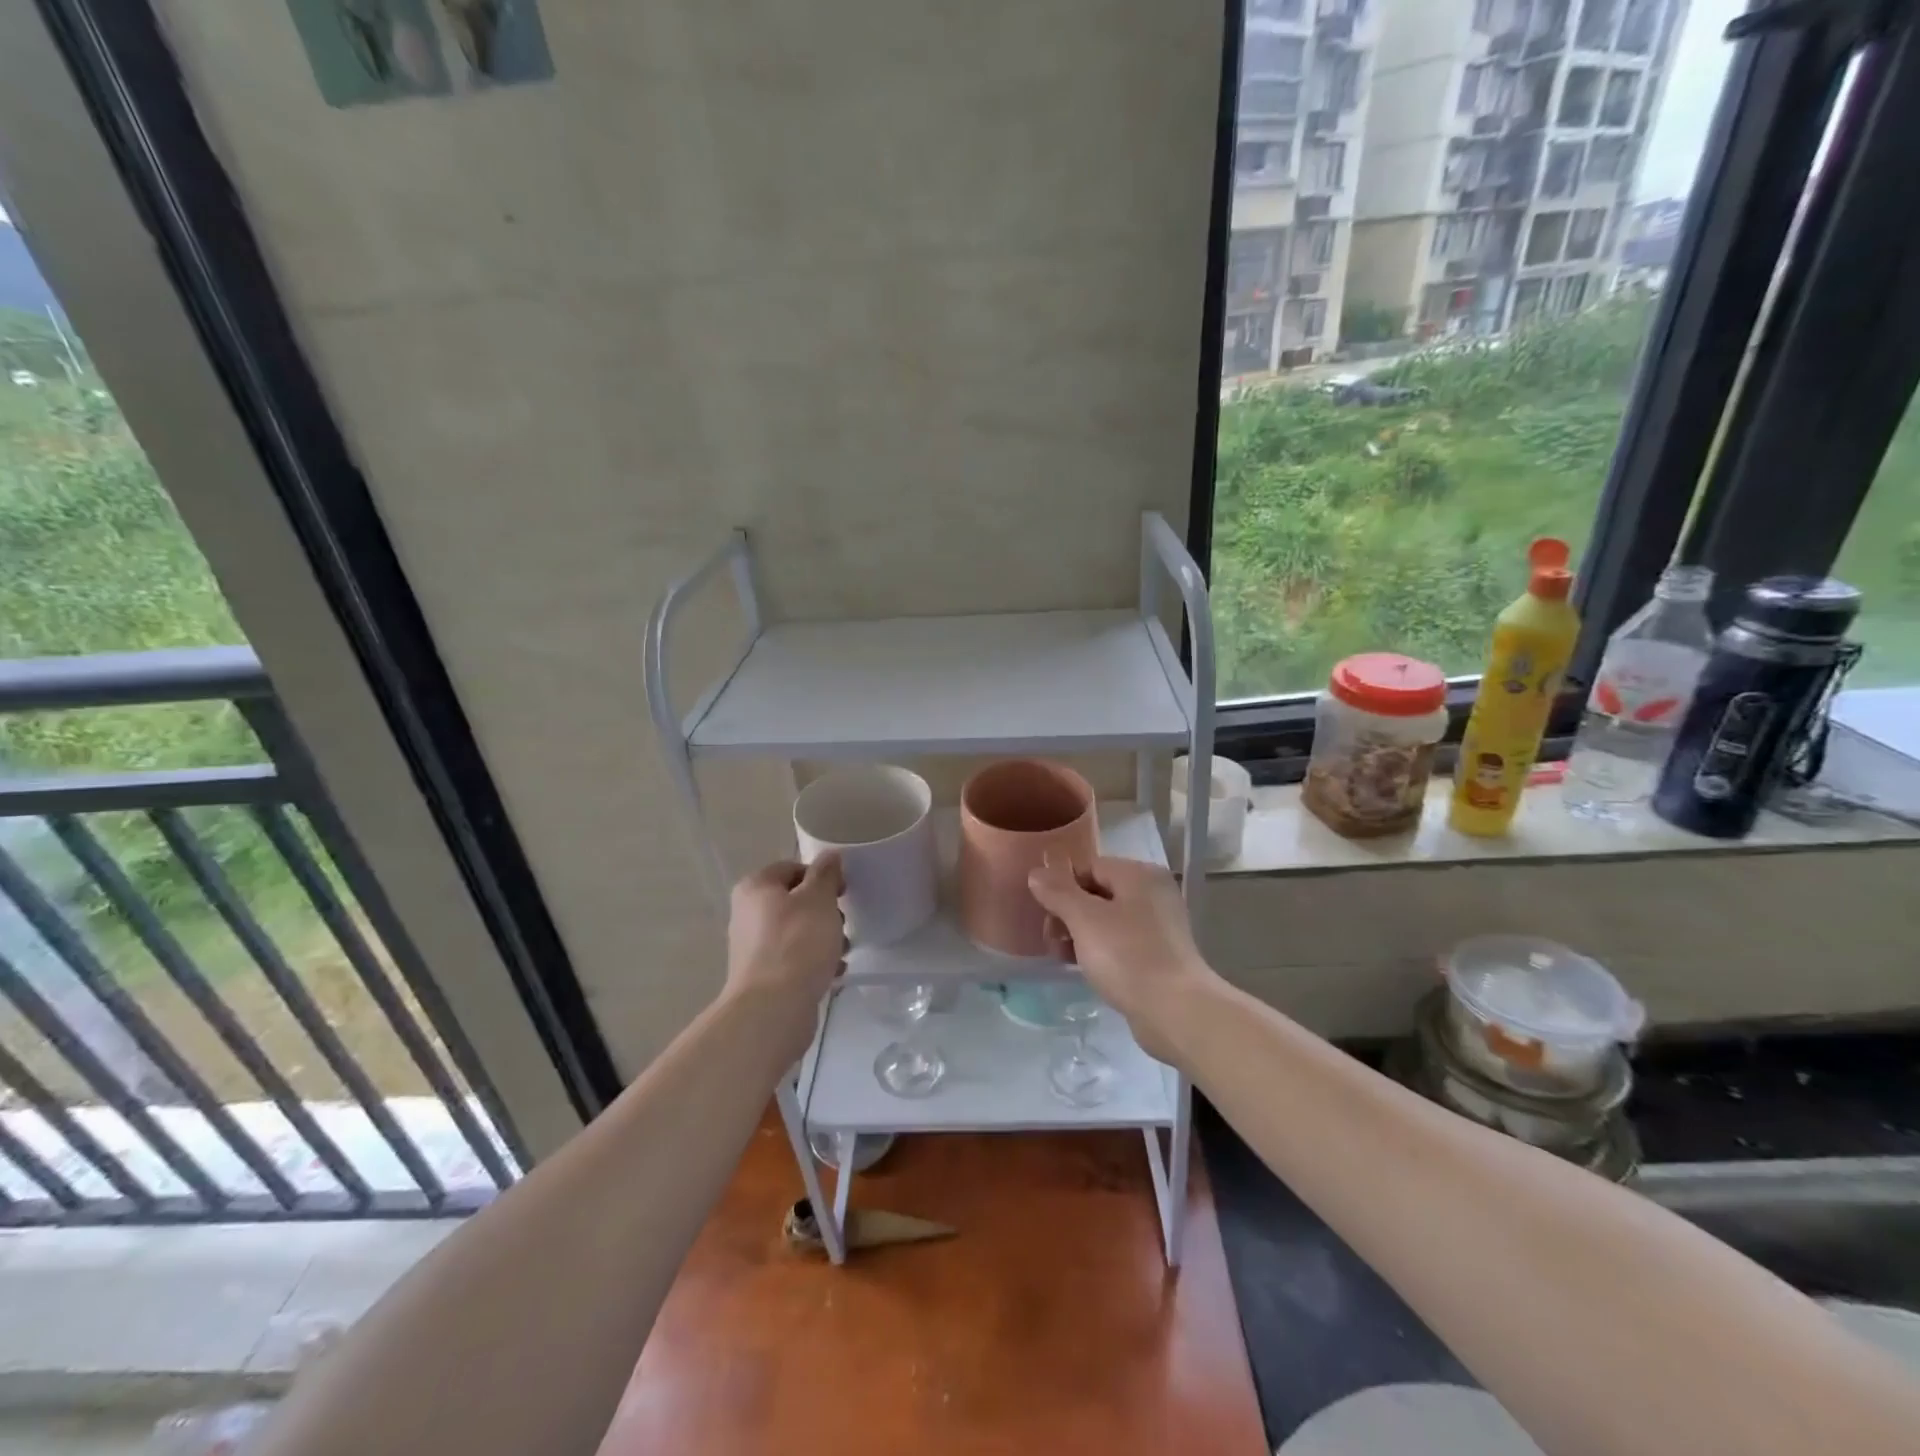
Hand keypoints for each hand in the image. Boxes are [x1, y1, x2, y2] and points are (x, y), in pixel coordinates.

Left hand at [725, 857, 845, 1049]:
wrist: (773, 1008)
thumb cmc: (798, 943)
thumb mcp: (819, 899)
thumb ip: (826, 874)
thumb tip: (829, 856)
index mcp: (755, 888)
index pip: (792, 868)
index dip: (821, 876)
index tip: (842, 892)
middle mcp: (747, 913)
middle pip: (795, 900)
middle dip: (824, 911)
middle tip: (841, 923)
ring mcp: (752, 947)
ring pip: (796, 931)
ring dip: (823, 937)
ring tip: (842, 951)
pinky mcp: (762, 976)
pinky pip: (794, 958)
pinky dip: (814, 961)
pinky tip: (833, 972)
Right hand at [1027, 855, 1216, 1064]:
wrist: (1176, 1012)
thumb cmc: (1128, 956)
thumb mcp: (1085, 919)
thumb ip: (1058, 892)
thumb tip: (1037, 873)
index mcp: (1139, 874)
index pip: (1090, 866)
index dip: (1062, 886)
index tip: (1044, 912)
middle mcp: (1153, 893)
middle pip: (1098, 892)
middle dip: (1069, 913)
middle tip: (1050, 938)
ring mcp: (1160, 926)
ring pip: (1108, 920)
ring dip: (1081, 934)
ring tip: (1062, 956)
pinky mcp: (1160, 956)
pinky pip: (1121, 943)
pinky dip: (1100, 951)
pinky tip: (1085, 968)